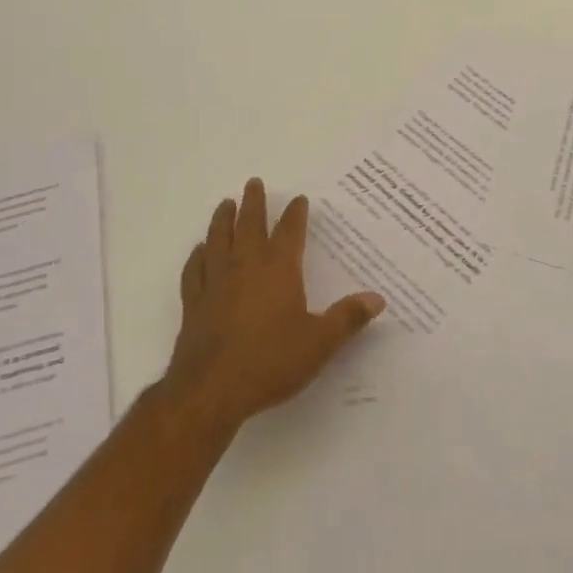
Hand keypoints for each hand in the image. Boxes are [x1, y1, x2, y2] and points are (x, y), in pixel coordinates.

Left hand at [162, 178, 385, 435]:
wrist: (212, 390)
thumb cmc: (271, 362)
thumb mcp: (320, 343)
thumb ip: (348, 318)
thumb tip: (378, 298)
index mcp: (279, 270)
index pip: (290, 232)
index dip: (295, 214)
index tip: (299, 199)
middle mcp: (245, 267)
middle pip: (249, 225)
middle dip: (254, 203)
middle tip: (253, 182)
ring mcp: (215, 283)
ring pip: (218, 240)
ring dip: (223, 220)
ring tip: (225, 204)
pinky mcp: (194, 303)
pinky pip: (194, 270)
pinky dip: (197, 256)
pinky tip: (199, 250)